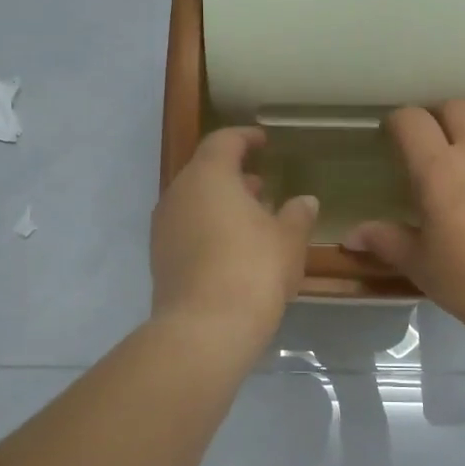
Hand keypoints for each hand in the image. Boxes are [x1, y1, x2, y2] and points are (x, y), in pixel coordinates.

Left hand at [150, 127, 317, 348]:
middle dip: (234, 176)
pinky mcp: (160, 258)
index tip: (263, 141)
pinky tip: (232, 249)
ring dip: (221, 205)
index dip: (245, 138)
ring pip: (194, 203)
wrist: (204, 328)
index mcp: (208, 176)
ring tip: (252, 219)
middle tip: (261, 186)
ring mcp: (163, 228)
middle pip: (205, 172)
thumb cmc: (253, 269)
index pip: (224, 141)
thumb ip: (297, 215)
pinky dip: (208, 228)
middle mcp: (178, 194)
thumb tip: (304, 200)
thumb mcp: (288, 240)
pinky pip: (186, 230)